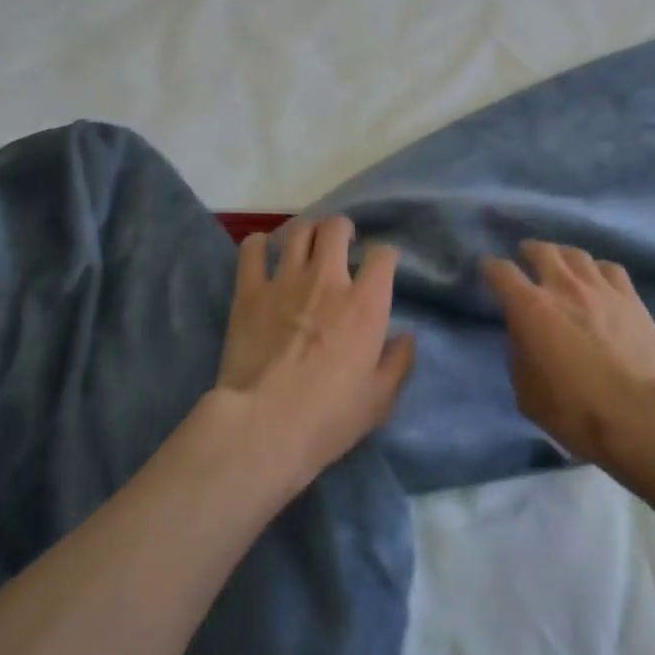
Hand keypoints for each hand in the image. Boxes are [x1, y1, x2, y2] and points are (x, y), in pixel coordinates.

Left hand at [215, 215, 415, 487]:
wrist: (263, 427)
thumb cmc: (329, 418)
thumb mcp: (380, 399)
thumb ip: (398, 362)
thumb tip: (405, 337)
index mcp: (365, 303)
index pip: (383, 255)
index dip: (384, 256)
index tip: (380, 268)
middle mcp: (327, 279)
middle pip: (336, 227)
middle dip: (342, 229)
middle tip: (341, 245)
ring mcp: (285, 281)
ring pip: (298, 230)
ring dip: (306, 231)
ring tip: (306, 244)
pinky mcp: (249, 292)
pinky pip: (251, 249)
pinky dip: (258, 244)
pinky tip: (262, 252)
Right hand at [483, 241, 654, 467]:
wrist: (639, 412)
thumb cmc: (576, 410)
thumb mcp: (527, 394)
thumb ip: (519, 357)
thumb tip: (522, 338)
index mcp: (530, 308)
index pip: (501, 272)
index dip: (490, 268)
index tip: (488, 270)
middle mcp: (562, 286)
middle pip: (541, 250)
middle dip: (529, 251)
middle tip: (526, 257)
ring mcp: (599, 288)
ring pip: (576, 254)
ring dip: (562, 256)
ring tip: (561, 264)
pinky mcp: (630, 297)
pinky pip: (609, 268)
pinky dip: (597, 270)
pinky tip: (598, 279)